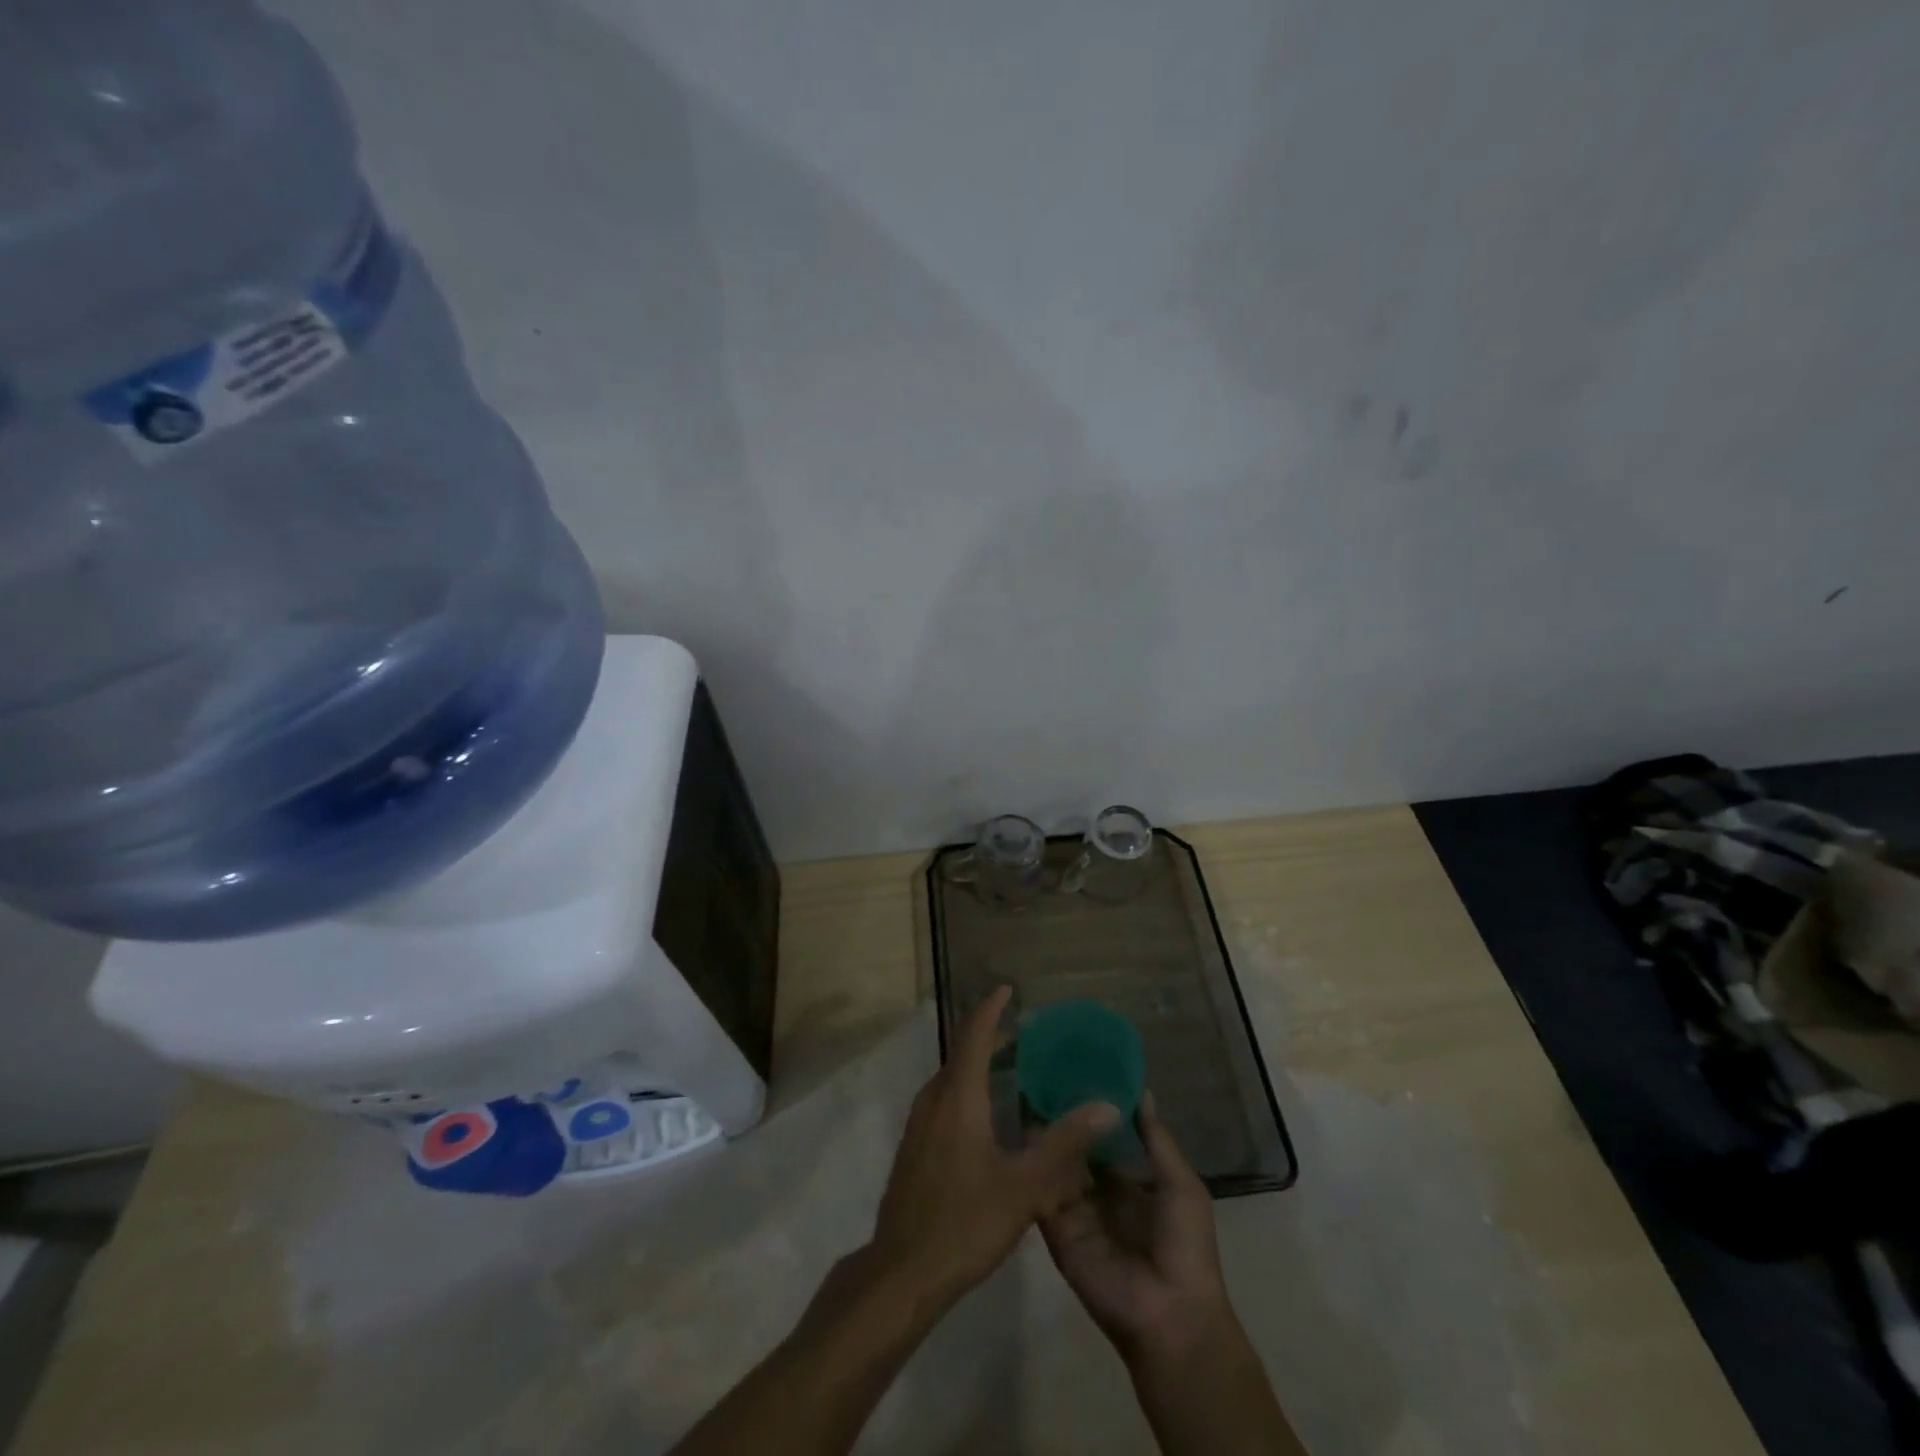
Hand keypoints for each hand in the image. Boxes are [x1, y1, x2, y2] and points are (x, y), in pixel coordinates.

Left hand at [871, 986, 1119, 1310]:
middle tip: (1028, 1034)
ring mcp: (920, 1123)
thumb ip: (1064, 1143)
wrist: (902, 1272)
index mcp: (957, 1096)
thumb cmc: (964, 1222)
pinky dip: (969, 1089)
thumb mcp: (1024, 1186)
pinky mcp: (916, 1146)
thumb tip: (1107, 1107)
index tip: (1010, 989)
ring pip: (952, 1078)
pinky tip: (991, 1116)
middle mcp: (934, 1099)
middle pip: (962, 1052)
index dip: (992, 1009)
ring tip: (1015, 1068)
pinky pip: (946, 1099)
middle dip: (992, 1037)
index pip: (974, 1034)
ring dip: (980, 1065)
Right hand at [1040, 1089, 1235, 1365]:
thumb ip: (1157, 1139)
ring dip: (1044, 1139)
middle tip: (1040, 1074)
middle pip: (1074, 1151)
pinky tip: (1019, 1133)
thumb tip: (1141, 1090)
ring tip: (1022, 1091)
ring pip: (1054, 1168)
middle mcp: (1097, 1195)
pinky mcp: (1056, 1232)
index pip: (1101, 1141)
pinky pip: (1042, 1195)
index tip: (1071, 1071)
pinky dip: (1033, 1168)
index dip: (1089, 1112)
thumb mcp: (1181, 1184)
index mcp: (1127, 1184)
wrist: (1171, 1315)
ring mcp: (1074, 1214)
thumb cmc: (1186, 1247)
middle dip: (1062, 1121)